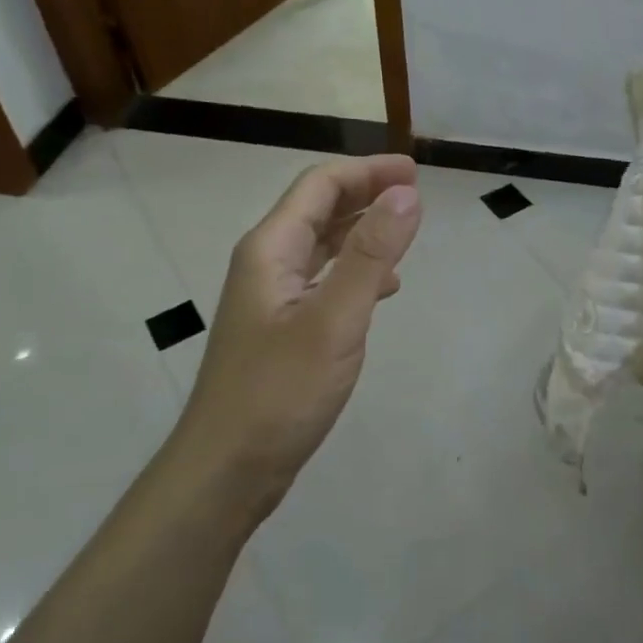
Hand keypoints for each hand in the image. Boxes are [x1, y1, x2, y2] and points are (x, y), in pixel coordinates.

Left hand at [179, 155, 421, 507]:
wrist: (226, 472)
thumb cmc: (279, 392)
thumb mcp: (334, 319)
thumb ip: (371, 254)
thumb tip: (407, 195)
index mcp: (271, 250)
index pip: (320, 185)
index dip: (368, 170)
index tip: (415, 172)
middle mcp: (267, 264)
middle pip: (319, 208)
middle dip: (366, 192)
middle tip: (416, 194)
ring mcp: (273, 298)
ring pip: (322, 244)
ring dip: (363, 229)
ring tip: (406, 232)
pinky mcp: (283, 328)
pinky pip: (324, 279)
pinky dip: (357, 270)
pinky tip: (384, 288)